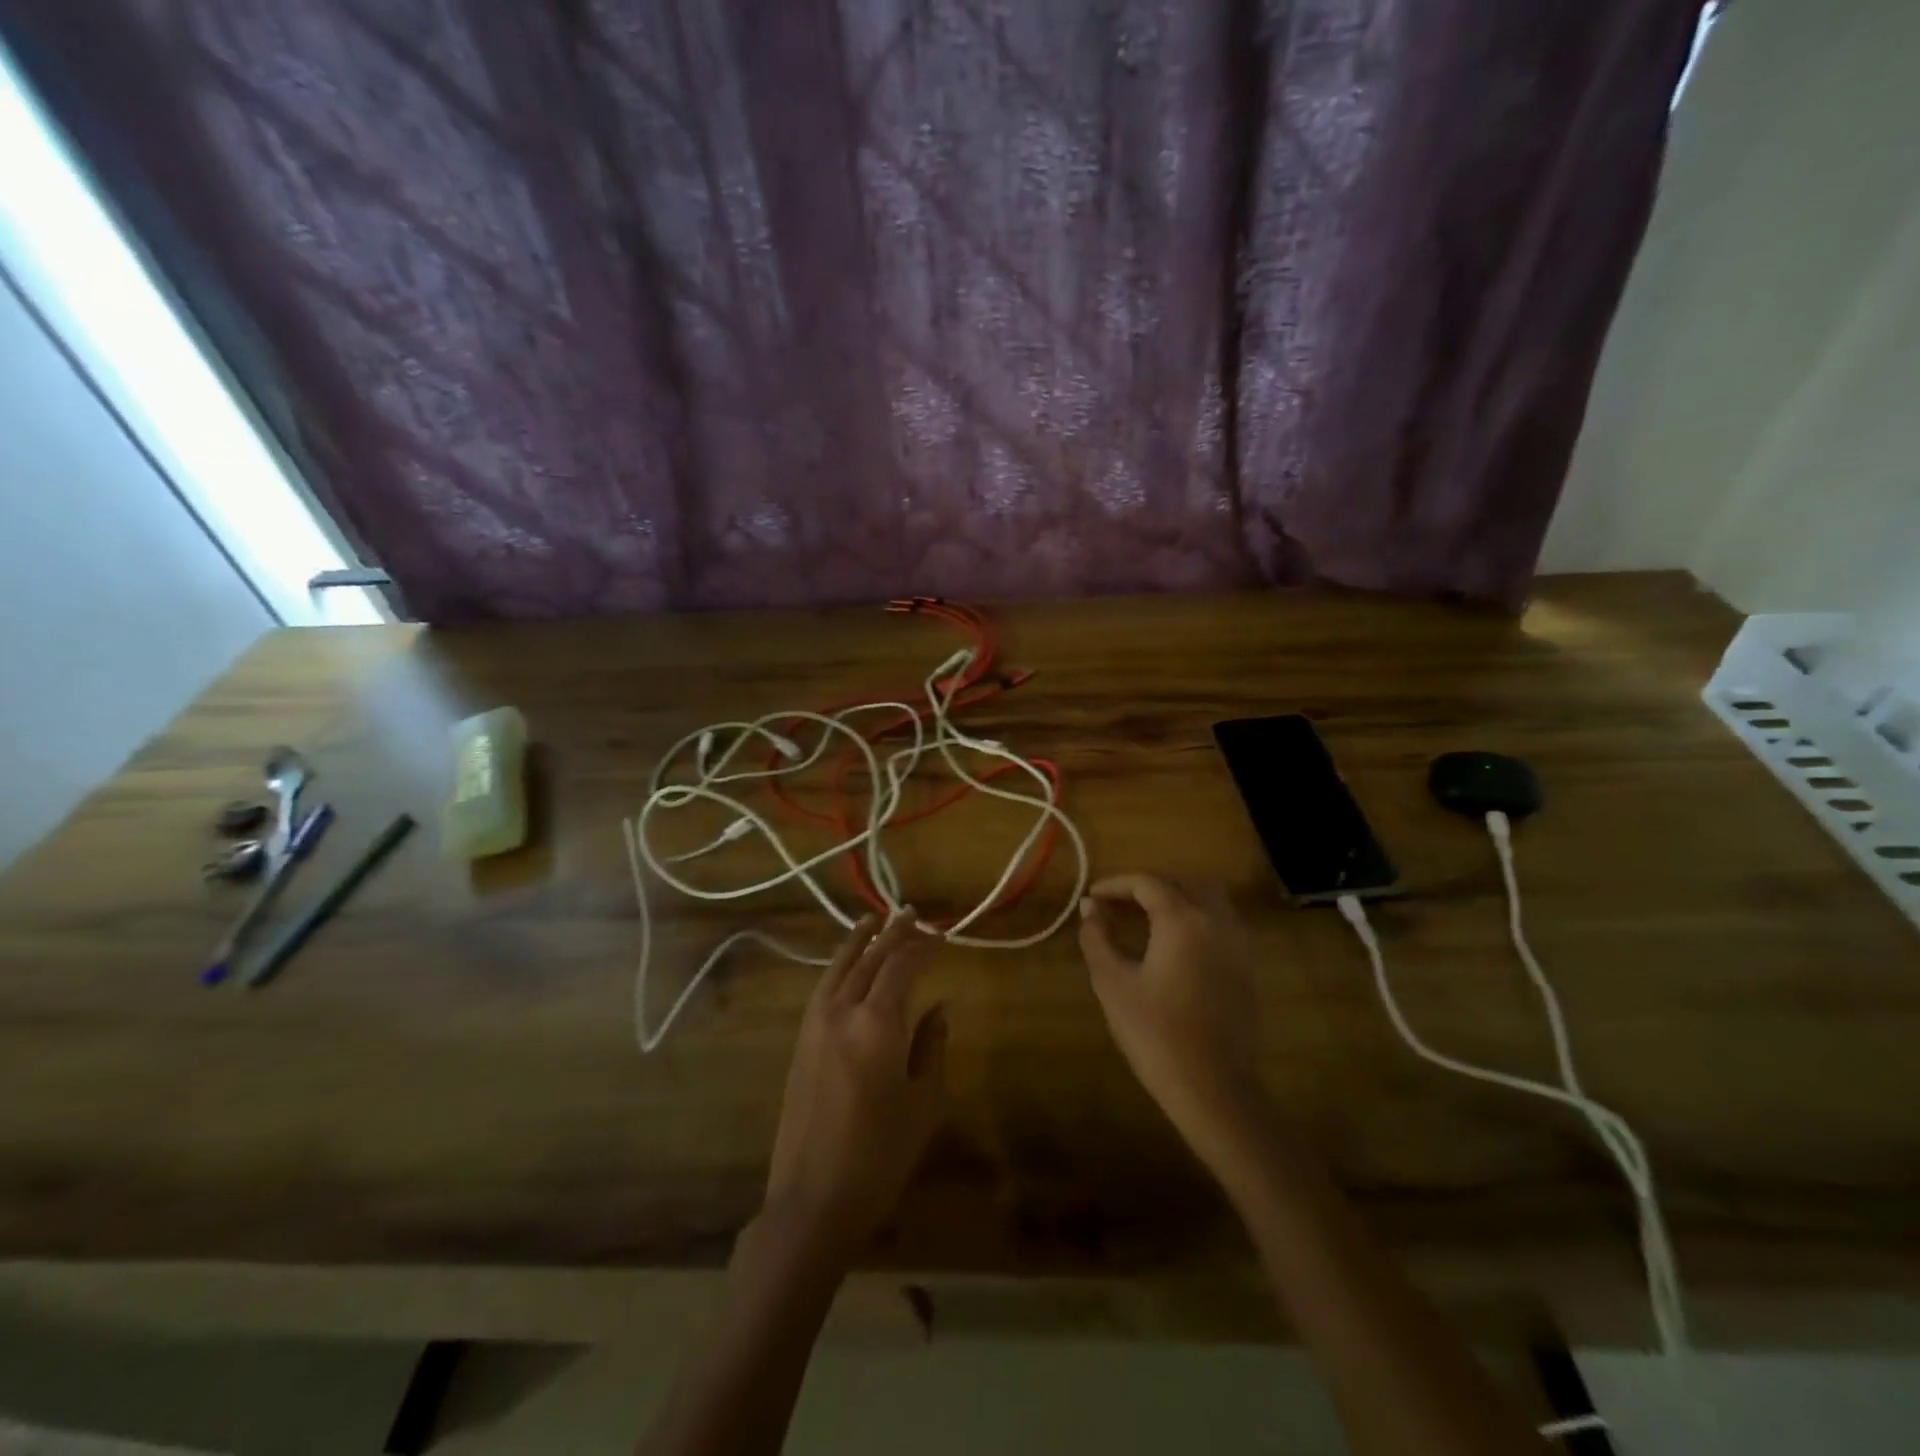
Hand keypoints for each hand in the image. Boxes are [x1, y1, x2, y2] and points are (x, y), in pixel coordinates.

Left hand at [763, 910, 948, 1260]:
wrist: (812, 1199)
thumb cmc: (880, 1154)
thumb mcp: (923, 1101)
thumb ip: (931, 1046)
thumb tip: (938, 1008)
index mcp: (876, 1023)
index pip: (902, 966)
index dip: (923, 946)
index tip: (942, 934)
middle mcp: (842, 1011)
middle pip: (869, 958)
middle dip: (893, 933)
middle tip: (912, 915)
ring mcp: (815, 1025)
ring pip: (840, 967)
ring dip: (860, 941)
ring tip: (874, 920)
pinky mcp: (800, 1042)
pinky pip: (824, 987)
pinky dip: (839, 965)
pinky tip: (847, 966)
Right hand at [1078, 875, 1268, 1172]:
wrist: (1214, 1089)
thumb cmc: (1156, 1034)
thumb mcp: (1113, 983)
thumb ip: (1097, 938)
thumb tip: (1089, 907)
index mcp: (1183, 919)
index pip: (1147, 883)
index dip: (1116, 884)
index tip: (1092, 897)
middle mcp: (1216, 920)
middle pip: (1182, 882)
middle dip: (1148, 885)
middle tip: (1118, 903)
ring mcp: (1238, 943)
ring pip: (1208, 898)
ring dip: (1176, 897)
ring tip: (1145, 917)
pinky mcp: (1247, 967)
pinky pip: (1221, 922)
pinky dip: (1196, 916)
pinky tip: (1175, 942)